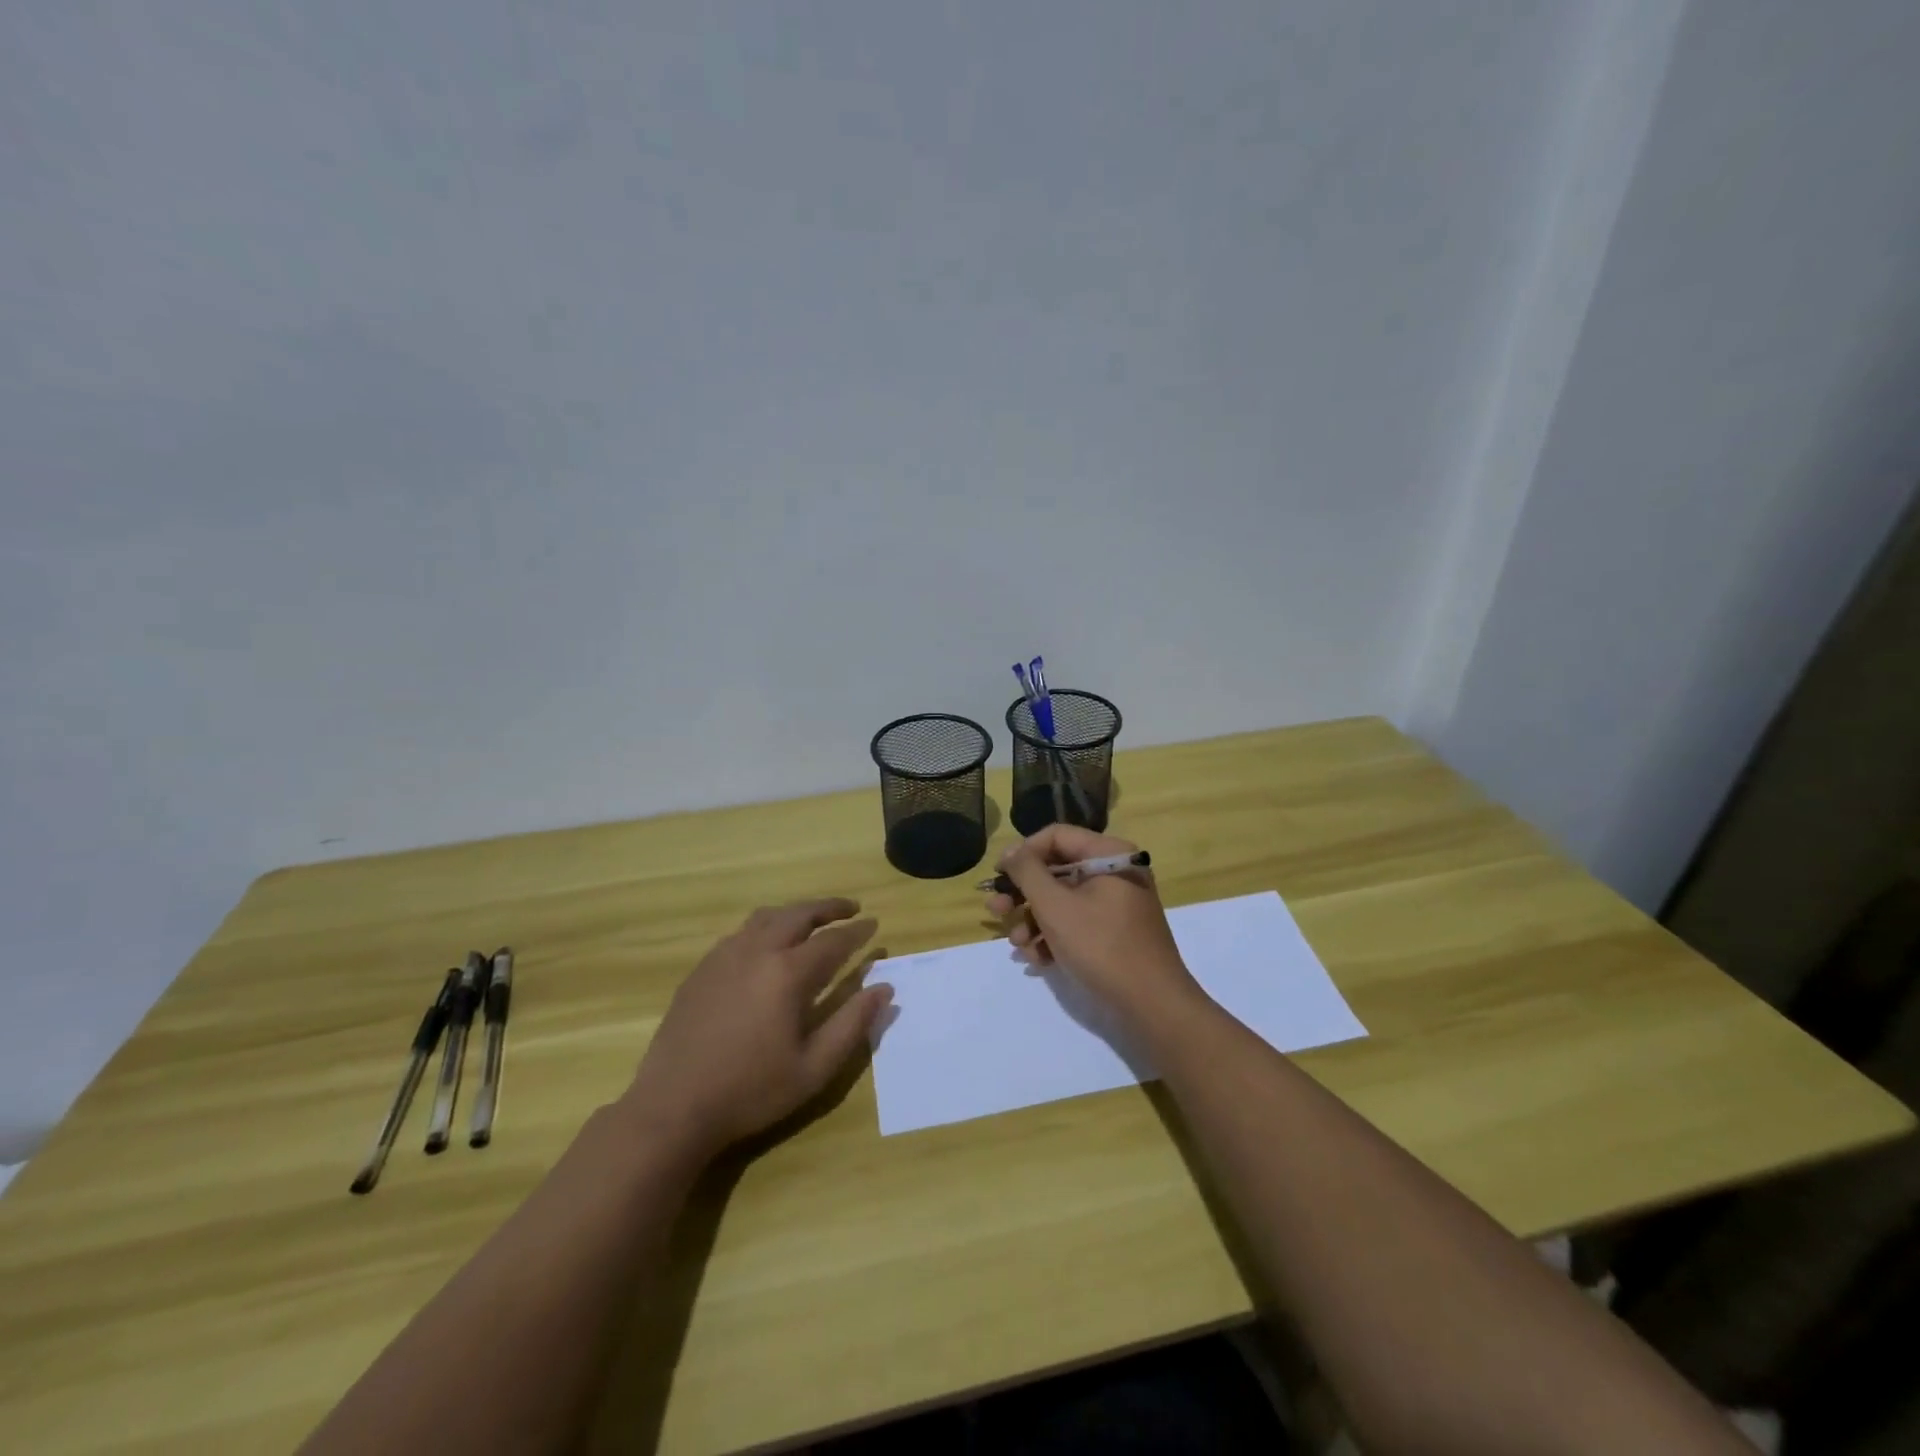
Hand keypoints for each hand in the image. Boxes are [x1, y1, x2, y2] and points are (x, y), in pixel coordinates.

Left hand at [620, 899, 891, 1158]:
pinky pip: (740, 933)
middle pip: (799, 914)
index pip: (833, 940)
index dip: (857, 931)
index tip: (874, 923)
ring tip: (811, 920)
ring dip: (795, 913)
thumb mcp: (814, 1067)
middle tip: (850, 908)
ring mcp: (724, 956)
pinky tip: (766, 946)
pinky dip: (765, 928)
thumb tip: (885, 989)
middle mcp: (757, 951)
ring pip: (767, 917)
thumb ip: (852, 1024)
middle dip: (828, 907)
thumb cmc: (751, 1090)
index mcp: (788, 973)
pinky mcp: (702, 969)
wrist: (673, 1106)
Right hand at [986, 825, 1205, 1029]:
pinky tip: (1037, 959)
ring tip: (1018, 945)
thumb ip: (1027, 872)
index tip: (998, 876)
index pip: (1056, 836)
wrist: (1152, 1005)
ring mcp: (1116, 904)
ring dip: (1033, 920)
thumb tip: (1011, 851)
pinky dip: (1054, 936)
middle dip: (1023, 893)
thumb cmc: (1101, 946)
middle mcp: (1115, 872)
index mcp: (1109, 855)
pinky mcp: (1114, 932)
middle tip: (996, 911)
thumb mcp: (1055, 906)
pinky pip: (1076, 922)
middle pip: (1056, 869)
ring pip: (1062, 900)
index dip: (1022, 853)